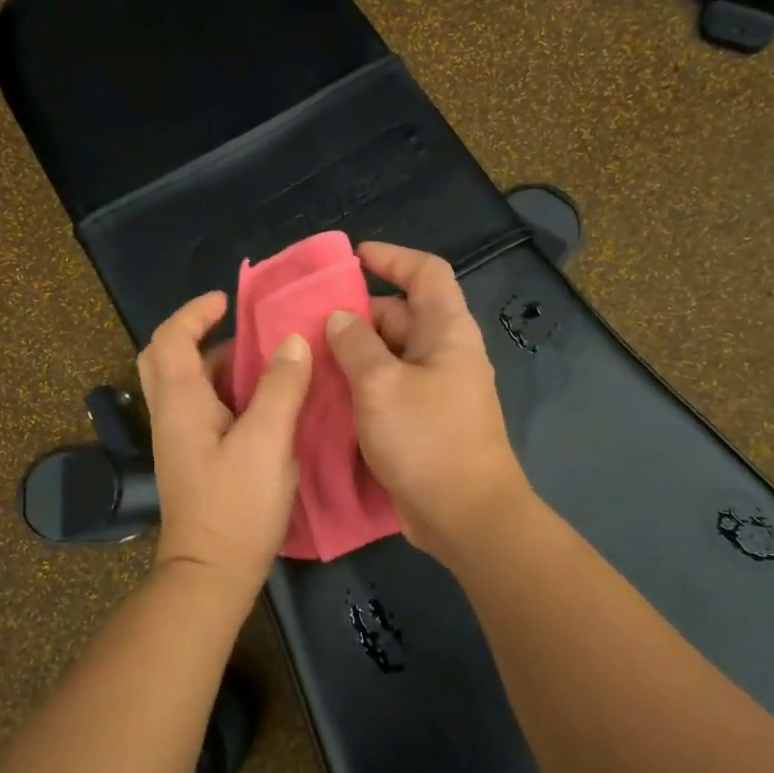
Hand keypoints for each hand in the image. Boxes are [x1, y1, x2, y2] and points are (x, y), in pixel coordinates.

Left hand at [138, 290, 313, 588]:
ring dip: (214, 363)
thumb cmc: (237, 505)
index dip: (195, 312)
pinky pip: (200, 408)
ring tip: (260, 358)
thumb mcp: (267, 441)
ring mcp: (178, 439)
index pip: (171, 338)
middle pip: (165, 358)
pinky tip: (261, 401)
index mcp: (180, 402)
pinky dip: (223, 391)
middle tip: (234, 327)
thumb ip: (280, 387)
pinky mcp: (192, 459)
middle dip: (194, 333)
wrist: (211, 573)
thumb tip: (292, 340)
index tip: (228, 301)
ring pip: (184, 384)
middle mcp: (170, 414)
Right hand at [324, 242, 530, 559]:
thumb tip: (340, 317)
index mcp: (447, 332)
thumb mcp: (381, 385)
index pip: (426, 274)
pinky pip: (388, 387)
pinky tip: (326, 393)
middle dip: (357, 312)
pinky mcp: (423, 420)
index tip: (354, 257)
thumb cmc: (427, 439)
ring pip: (390, 354)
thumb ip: (356, 344)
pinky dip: (360, 383)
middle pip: (401, 315)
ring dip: (353, 352)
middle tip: (309, 320)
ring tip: (308, 355)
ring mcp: (435, 389)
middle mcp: (445, 353)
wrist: (465, 515)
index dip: (392, 258)